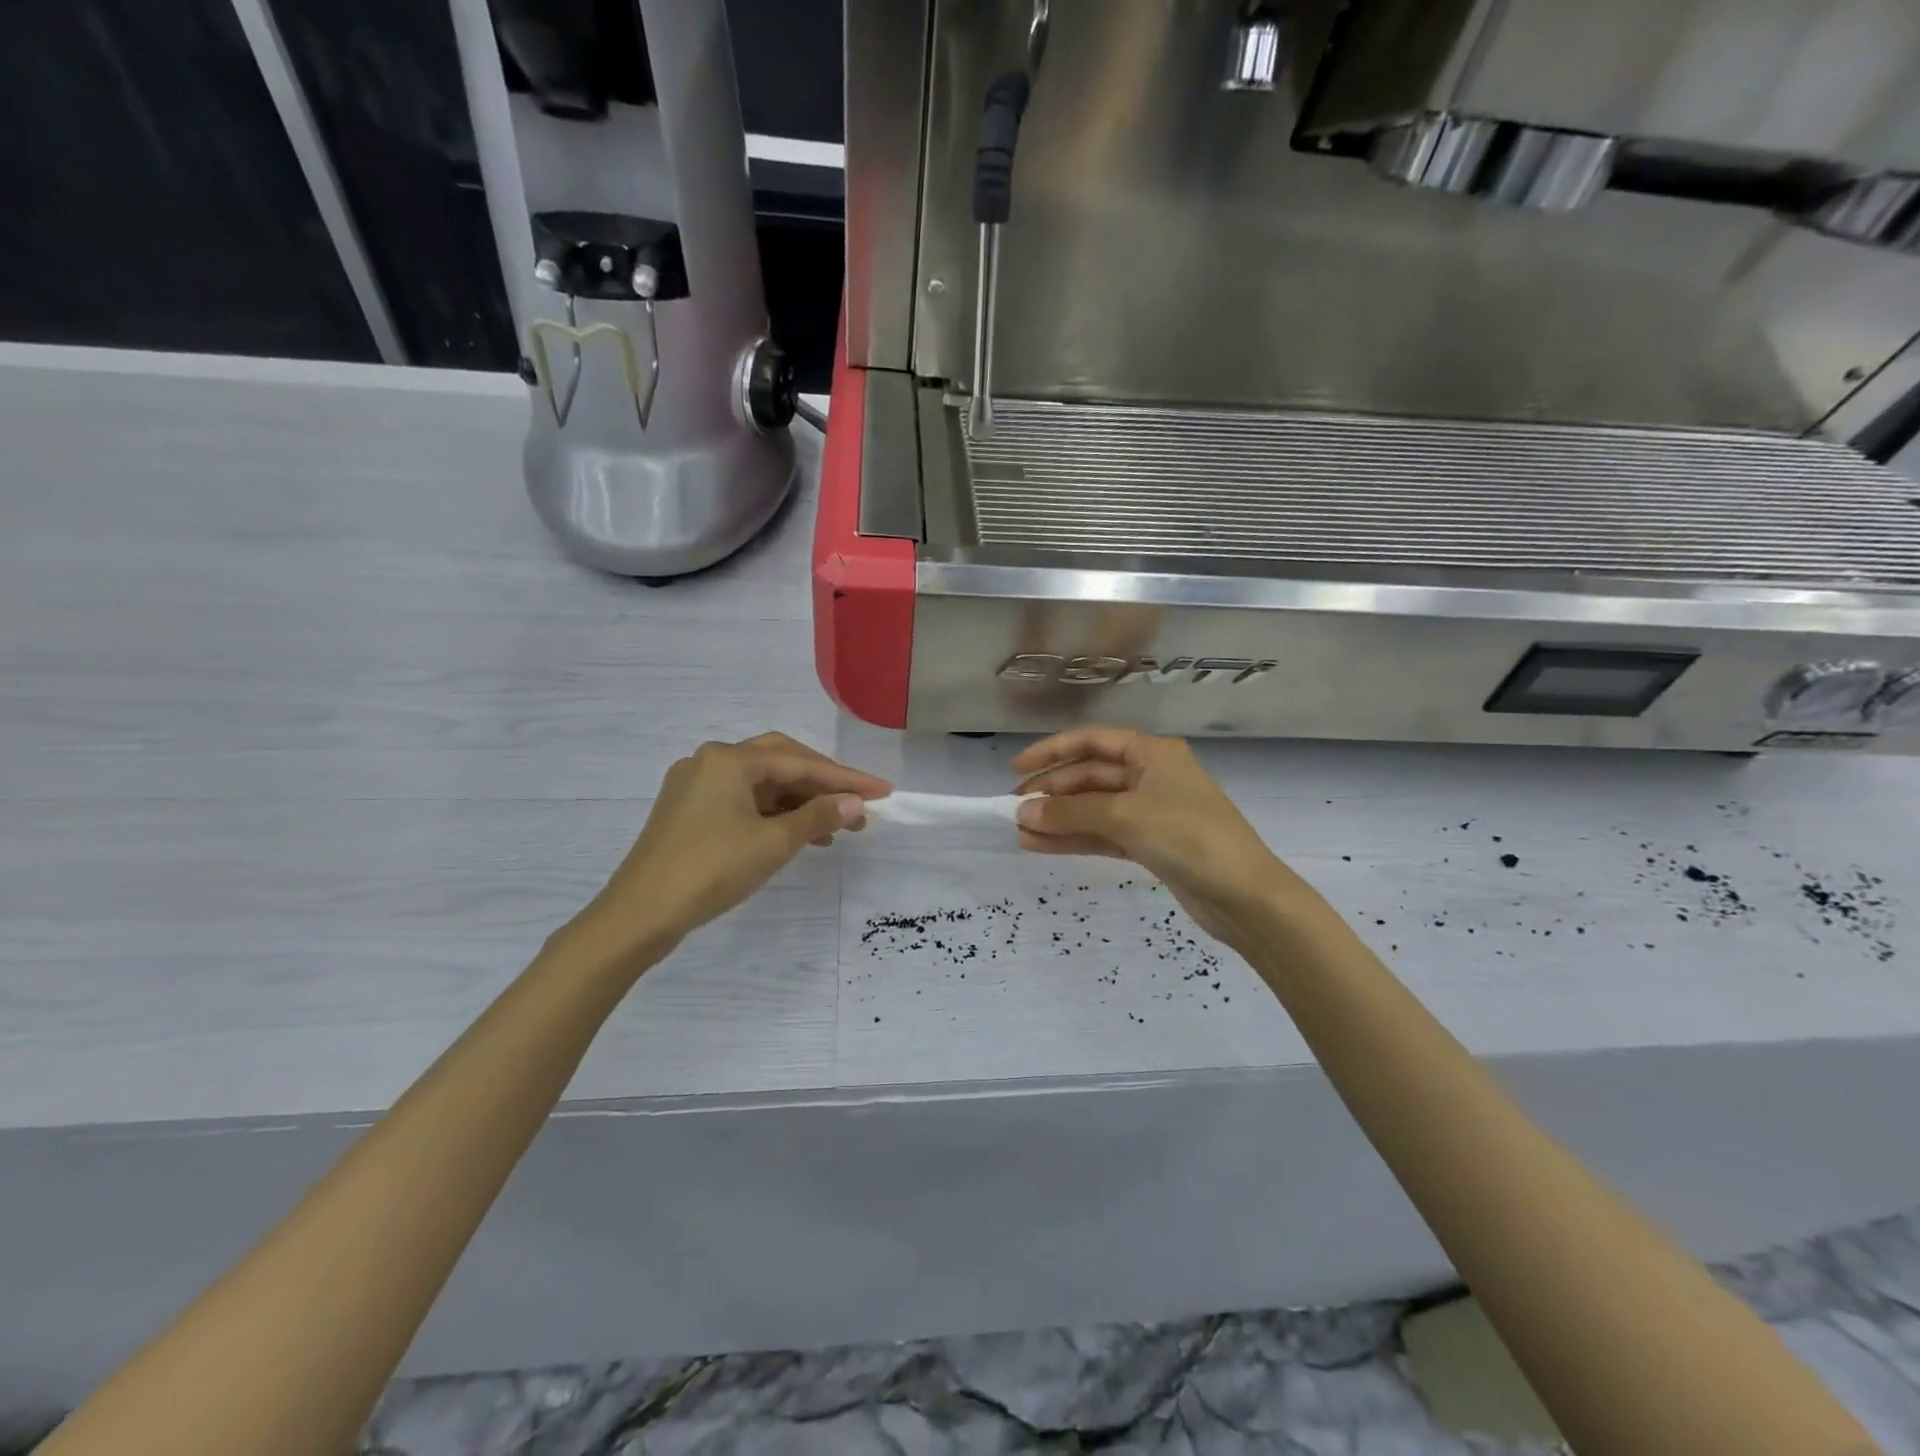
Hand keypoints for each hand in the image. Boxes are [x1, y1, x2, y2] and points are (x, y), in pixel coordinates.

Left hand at [570, 733, 891, 962]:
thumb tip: (855, 803)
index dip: (846, 778)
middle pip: (781, 763)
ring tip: (837, 829)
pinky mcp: (689, 811)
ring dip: (801, 803)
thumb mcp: (772, 843)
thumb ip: (818, 817)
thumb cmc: (710, 871)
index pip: (800, 763)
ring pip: (762, 785)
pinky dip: (774, 815)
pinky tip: (798, 836)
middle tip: (859, 805)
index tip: (883, 791)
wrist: (639, 915)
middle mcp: (710, 761)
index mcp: (729, 759)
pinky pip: (744, 802)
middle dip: (823, 784)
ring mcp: (696, 786)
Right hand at [1013, 726, 1313, 949]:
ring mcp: (1151, 812)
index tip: (1017, 769)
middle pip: (1091, 776)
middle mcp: (1151, 776)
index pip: (1091, 741)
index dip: (1052, 752)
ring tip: (1020, 832)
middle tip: (1015, 810)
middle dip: (1053, 792)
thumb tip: (1022, 814)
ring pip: (1094, 808)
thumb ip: (1071, 813)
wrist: (1245, 896)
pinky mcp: (1151, 844)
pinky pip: (1104, 834)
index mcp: (1152, 753)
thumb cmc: (1189, 837)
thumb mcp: (1126, 816)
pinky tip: (1042, 847)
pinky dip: (1076, 839)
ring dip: (1059, 819)